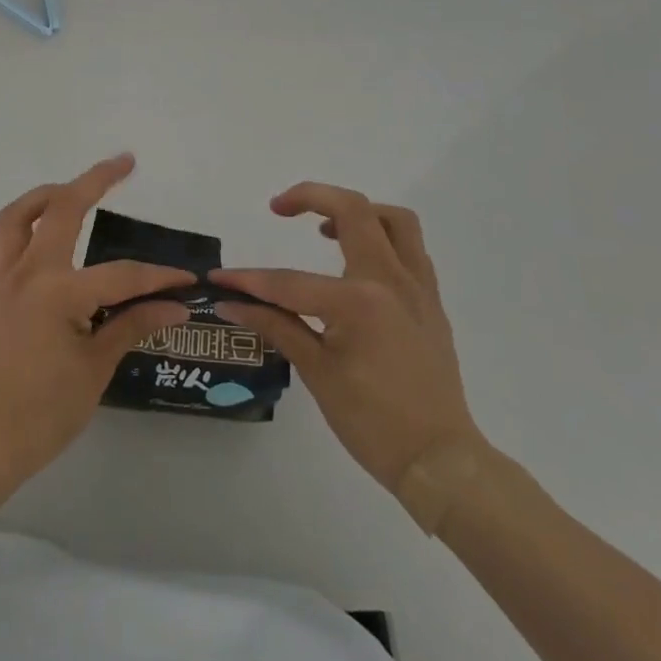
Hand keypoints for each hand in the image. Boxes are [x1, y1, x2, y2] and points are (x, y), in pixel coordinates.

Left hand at [0, 153, 193, 486]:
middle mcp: (28, 272)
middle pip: (62, 209)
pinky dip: (4, 230)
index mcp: (60, 292)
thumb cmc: (44, 412)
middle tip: (123, 163)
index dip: (157, 277)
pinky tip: (20, 231)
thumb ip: (132, 327)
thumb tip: (175, 307)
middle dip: (95, 180)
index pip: (121, 275)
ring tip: (68, 189)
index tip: (186, 281)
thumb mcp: (96, 368)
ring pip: (14, 217)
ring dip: (43, 195)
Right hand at [213, 183, 484, 494]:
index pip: (290, 281)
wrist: (440, 462)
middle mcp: (391, 280)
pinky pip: (410, 248)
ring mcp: (417, 287)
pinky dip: (382, 238)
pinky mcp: (430, 300)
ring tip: (324, 229)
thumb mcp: (317, 372)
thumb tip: (231, 303)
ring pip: (392, 219)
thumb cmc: (373, 423)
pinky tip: (357, 261)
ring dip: (356, 211)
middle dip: (310, 198)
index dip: (249, 281)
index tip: (219, 278)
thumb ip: (275, 325)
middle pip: (354, 210)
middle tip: (279, 208)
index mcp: (359, 301)